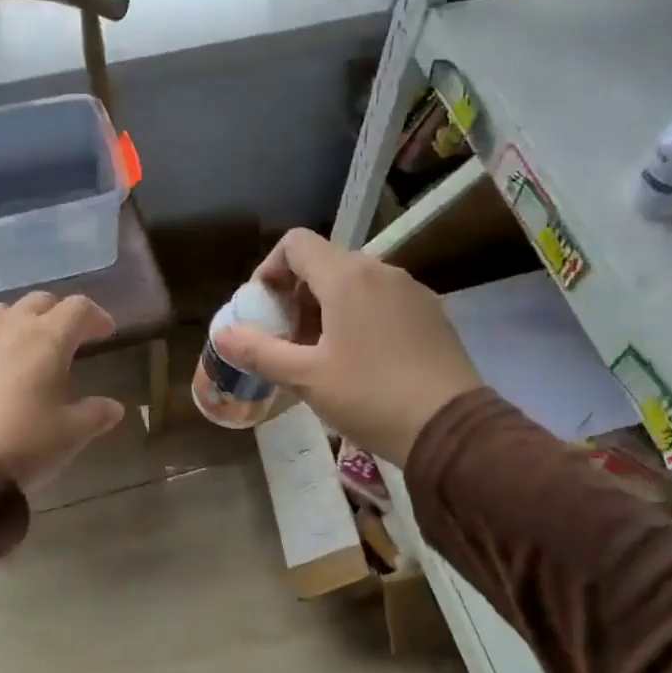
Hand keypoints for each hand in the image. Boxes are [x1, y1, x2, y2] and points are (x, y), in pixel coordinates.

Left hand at [0, 292, 126, 491]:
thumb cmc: (23, 442)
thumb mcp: (70, 434)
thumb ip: (95, 415)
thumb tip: (114, 407)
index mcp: (47, 340)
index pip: (78, 309)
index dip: (96, 316)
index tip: (105, 333)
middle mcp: (9, 329)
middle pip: (39, 301)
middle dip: (58, 314)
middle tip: (68, 338)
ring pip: (1, 313)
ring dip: (20, 322)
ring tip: (26, 348)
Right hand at [211, 229, 482, 465]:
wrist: (450, 428)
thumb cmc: (370, 397)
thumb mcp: (306, 378)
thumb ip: (259, 352)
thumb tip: (221, 335)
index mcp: (347, 277)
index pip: (296, 244)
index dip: (269, 269)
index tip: (263, 308)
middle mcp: (381, 270)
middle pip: (325, 264)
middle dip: (296, 295)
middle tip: (286, 339)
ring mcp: (412, 290)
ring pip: (356, 284)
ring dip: (326, 308)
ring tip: (319, 354)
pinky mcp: (431, 314)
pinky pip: (383, 301)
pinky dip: (359, 317)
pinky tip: (359, 360)